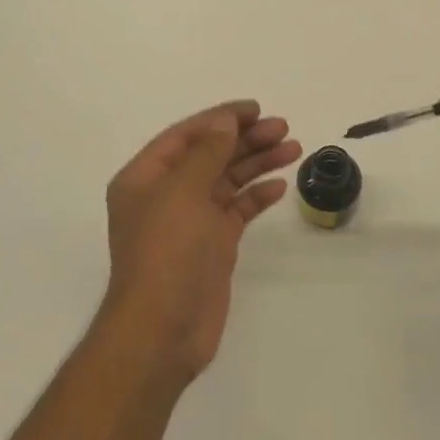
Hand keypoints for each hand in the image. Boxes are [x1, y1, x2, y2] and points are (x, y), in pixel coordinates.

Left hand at [100, 100, 299, 382]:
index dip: (220, 118)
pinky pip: (237, 209)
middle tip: (283, 128)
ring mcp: (190, 221)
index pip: (186, 135)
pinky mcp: (212, 245)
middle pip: (210, 154)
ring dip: (257, 162)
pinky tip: (280, 185)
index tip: (255, 109)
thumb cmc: (167, 252)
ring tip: (293, 147)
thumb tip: (225, 120)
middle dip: (245, 139)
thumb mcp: (184, 192)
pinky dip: (257, 195)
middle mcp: (166, 194)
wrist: (164, 330)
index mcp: (146, 177)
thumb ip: (207, 152)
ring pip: (227, 180)